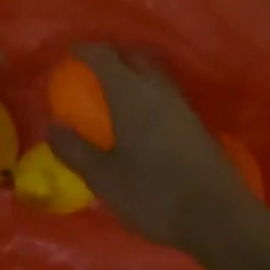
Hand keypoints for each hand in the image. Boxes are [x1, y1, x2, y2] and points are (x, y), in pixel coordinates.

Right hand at [47, 44, 264, 255]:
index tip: (70, 56)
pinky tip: (141, 115)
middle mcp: (156, 88)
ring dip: (132, 71)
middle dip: (110, 55)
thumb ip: (74, 150)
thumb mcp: (103, 178)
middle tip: (91, 70)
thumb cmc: (153, 194)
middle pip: (132, 56)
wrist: (218, 218)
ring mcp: (180, 103)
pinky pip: (164, 90)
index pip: (104, 55)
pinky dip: (147, 89)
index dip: (84, 50)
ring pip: (152, 71)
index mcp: (130, 93)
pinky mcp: (194, 121)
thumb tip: (51, 126)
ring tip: (114, 89)